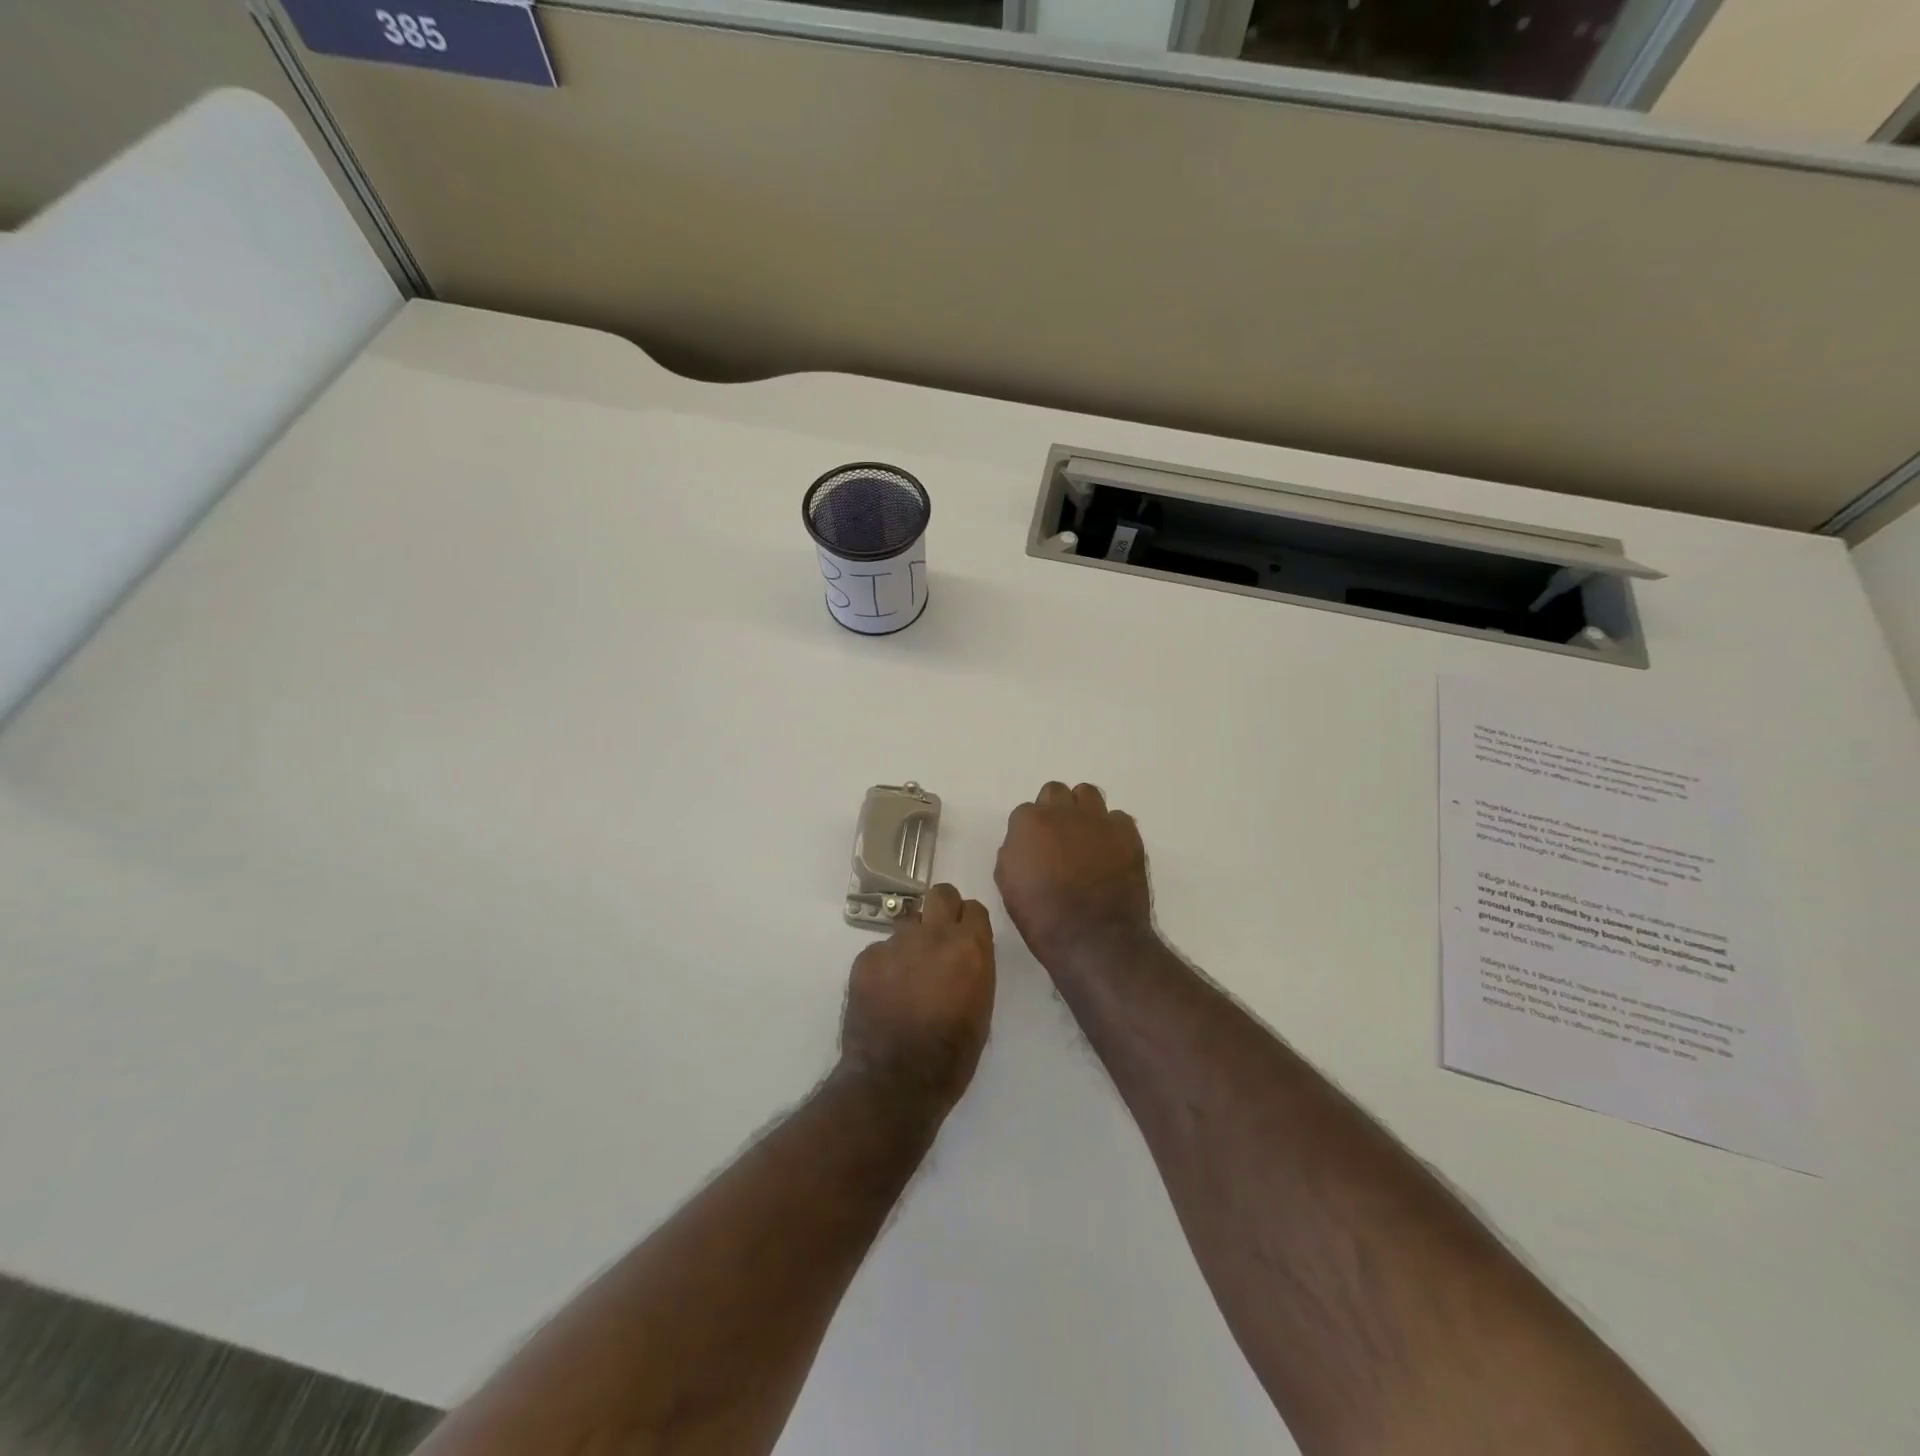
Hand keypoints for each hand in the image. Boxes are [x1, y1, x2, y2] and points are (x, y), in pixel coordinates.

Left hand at [839, 884, 995, 1114]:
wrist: (894, 1081)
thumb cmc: (951, 1055)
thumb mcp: (982, 1009)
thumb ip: (975, 968)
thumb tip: (965, 953)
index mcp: (969, 948)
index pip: (974, 908)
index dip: (969, 923)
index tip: (966, 938)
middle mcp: (933, 935)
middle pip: (940, 894)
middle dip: (943, 910)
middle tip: (939, 940)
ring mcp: (896, 944)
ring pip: (908, 925)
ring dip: (912, 944)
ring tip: (906, 979)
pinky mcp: (866, 958)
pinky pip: (881, 950)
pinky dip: (884, 967)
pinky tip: (884, 995)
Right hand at [996, 782, 1155, 975]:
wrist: (1093, 938)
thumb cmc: (1042, 918)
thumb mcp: (1008, 886)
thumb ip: (1013, 853)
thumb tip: (1025, 845)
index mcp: (1029, 822)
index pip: (1025, 812)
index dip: (1030, 832)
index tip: (1035, 850)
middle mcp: (1063, 812)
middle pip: (1055, 792)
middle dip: (1055, 810)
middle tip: (1059, 838)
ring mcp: (1098, 820)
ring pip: (1088, 794)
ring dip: (1083, 811)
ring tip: (1086, 837)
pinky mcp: (1127, 833)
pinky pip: (1118, 818)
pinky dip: (1112, 831)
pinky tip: (1110, 853)